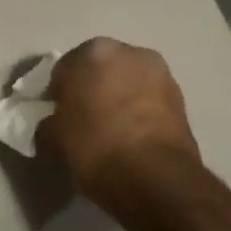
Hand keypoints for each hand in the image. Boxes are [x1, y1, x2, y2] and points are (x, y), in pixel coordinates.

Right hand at [36, 38, 200, 215]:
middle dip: (91, 89)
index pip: (64, 68)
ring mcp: (161, 74)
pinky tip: (131, 139)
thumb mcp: (50, 139)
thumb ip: (47, 123)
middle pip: (100, 70)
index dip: (57, 93)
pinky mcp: (182, 100)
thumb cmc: (94, 147)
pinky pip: (148, 103)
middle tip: (82, 120)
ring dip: (118, 100)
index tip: (56, 115)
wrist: (156, 178)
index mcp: (93, 51)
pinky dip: (139, 114)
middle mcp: (130, 52)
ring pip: (127, 84)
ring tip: (110, 132)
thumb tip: (53, 124)